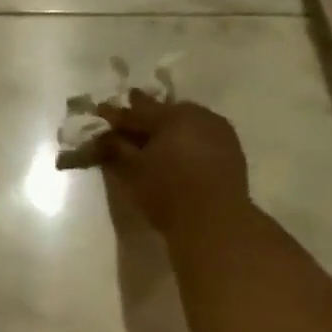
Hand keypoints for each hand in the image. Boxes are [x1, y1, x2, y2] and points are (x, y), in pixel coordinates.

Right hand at [68, 91, 252, 239]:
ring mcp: (218, 130)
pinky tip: (179, 151)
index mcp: (171, 116)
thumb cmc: (167, 192)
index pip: (136, 112)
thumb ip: (115, 147)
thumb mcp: (132, 170)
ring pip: (186, 121)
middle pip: (164, 112)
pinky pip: (202, 135)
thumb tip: (103, 136)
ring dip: (168, 127)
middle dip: (145, 115)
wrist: (216, 221)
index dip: (116, 114)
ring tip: (154, 137)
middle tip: (129, 120)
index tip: (100, 111)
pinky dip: (186, 139)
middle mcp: (198, 115)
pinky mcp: (232, 149)